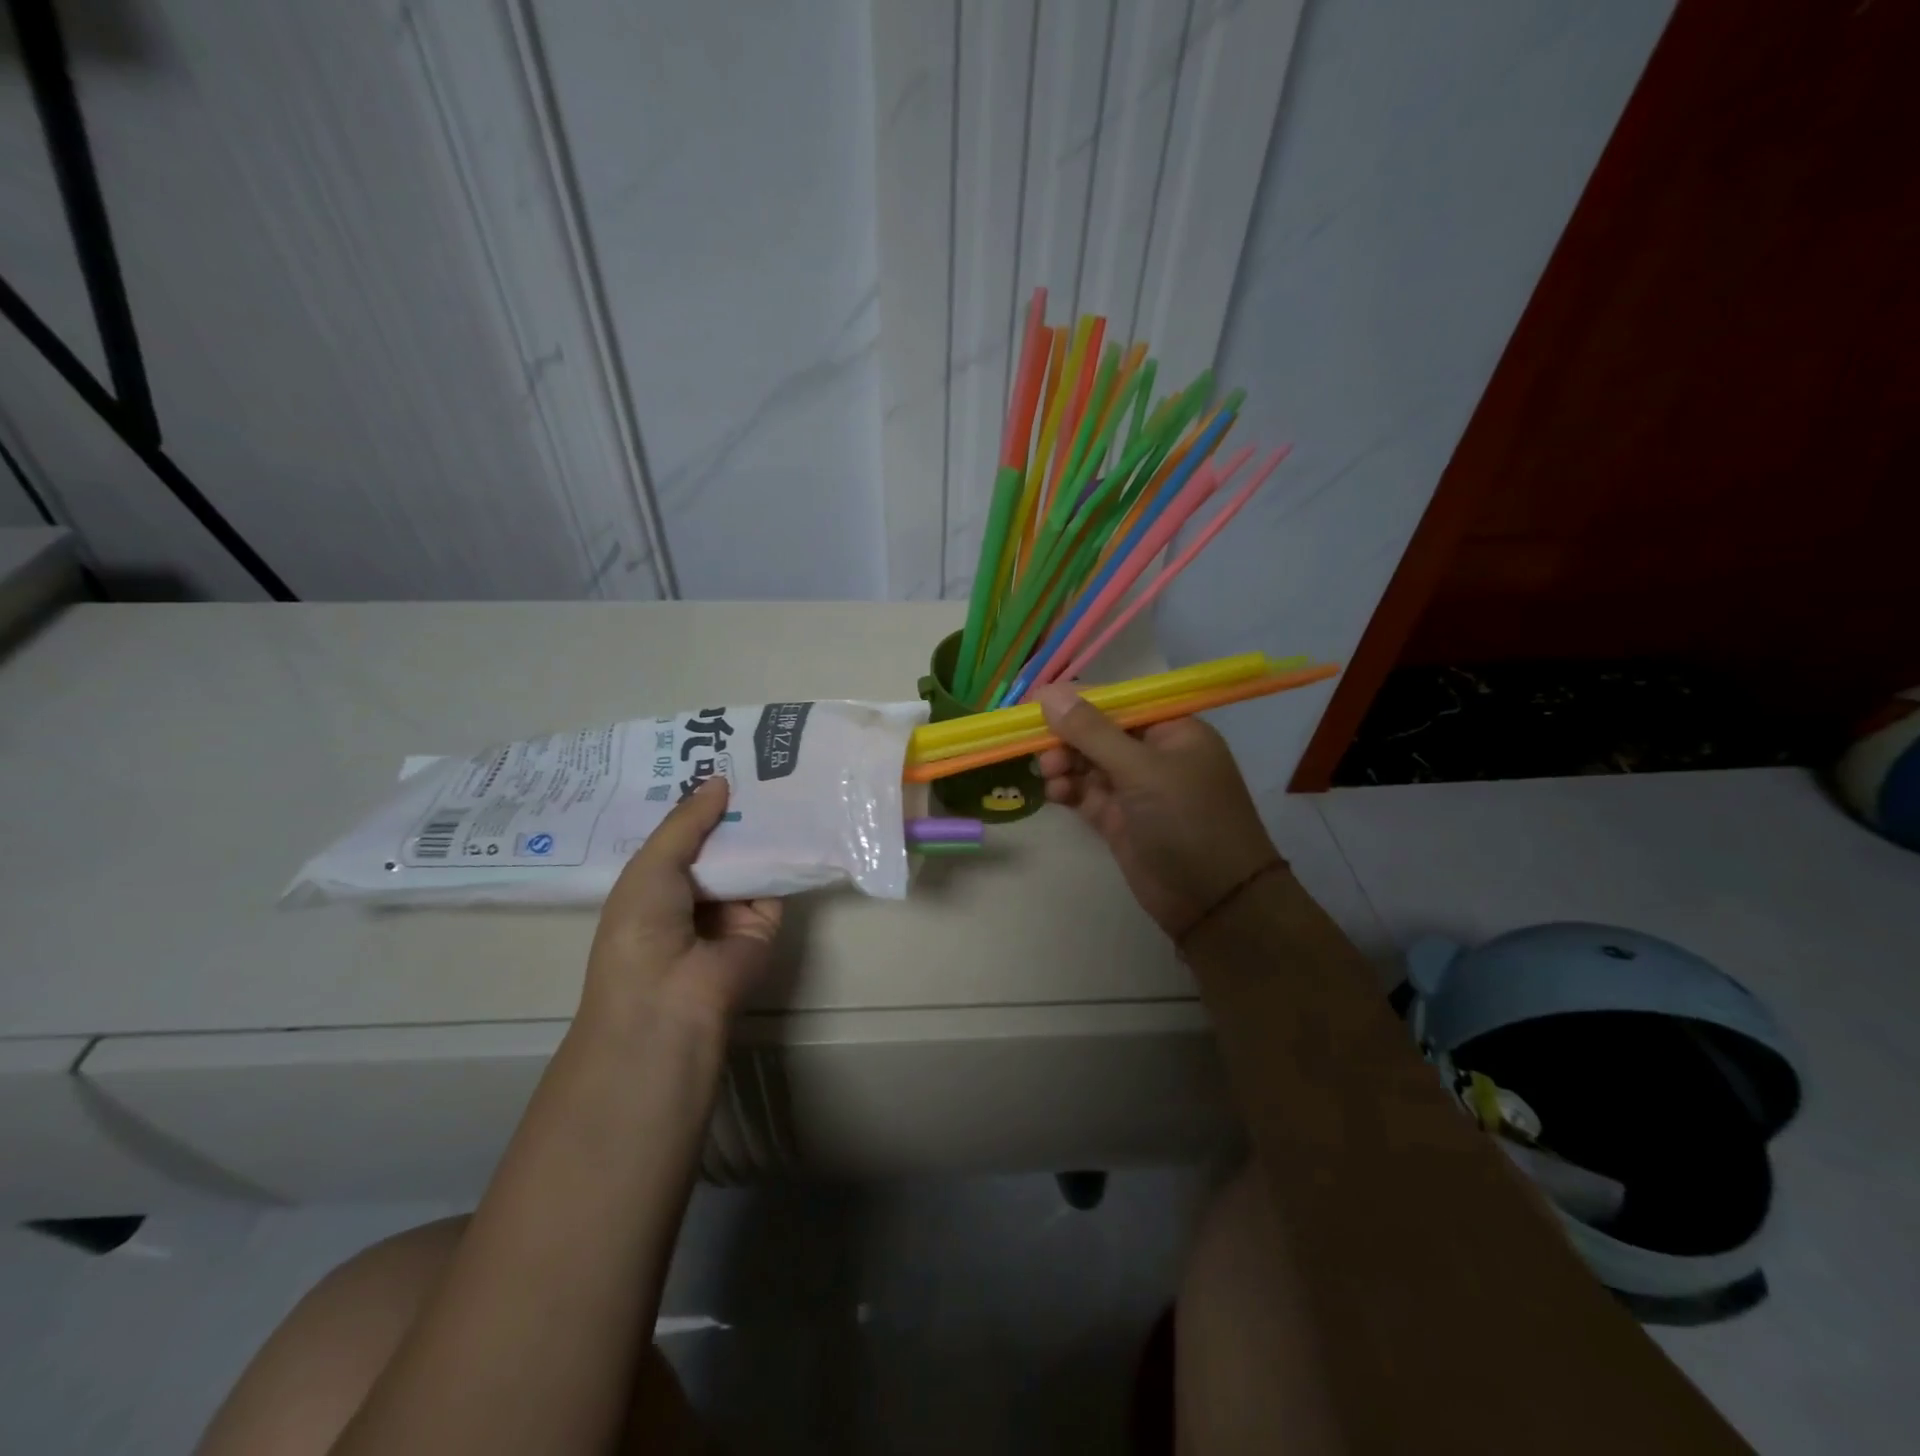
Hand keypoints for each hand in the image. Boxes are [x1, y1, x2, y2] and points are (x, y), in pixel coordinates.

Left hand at [579, 777, 782, 1035]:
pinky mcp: (765, 921)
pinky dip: (785, 853)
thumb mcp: (652, 865)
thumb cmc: (641, 928)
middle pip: (717, 844)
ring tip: (780, 775)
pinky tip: (797, 813)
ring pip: (749, 859)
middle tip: (754, 761)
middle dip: (731, 809)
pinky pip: (776, 880)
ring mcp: (730, 909)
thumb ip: (686, 822)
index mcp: (654, 884)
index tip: (714, 761)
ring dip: (760, 826)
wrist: (671, 997)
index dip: (694, 804)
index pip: (679, 837)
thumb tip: (719, 780)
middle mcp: (693, 895)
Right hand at [1035, 684, 1282, 938]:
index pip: (1119, 702)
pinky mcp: (1120, 819)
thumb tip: (1048, 693)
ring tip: (1049, 776)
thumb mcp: (1141, 770)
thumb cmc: (1187, 820)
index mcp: (1173, 730)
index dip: (1077, 701)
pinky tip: (1054, 793)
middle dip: (1067, 738)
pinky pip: (1086, 793)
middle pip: (1098, 732)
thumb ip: (1092, 732)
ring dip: (1064, 764)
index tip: (1035, 705)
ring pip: (1088, 763)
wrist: (1214, 902)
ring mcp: (1137, 789)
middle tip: (1040, 750)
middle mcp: (1154, 754)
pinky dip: (1068, 790)